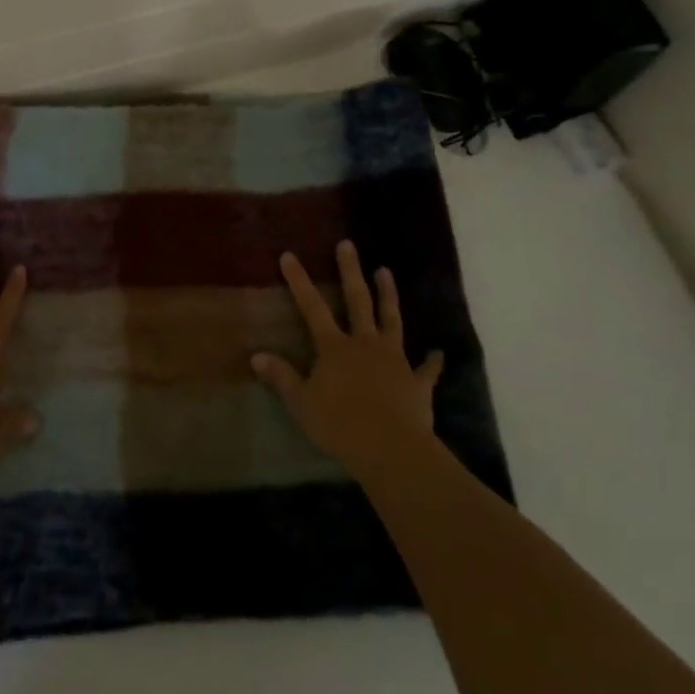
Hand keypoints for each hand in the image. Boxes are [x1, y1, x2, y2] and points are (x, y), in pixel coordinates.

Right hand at [252, 240, 444, 484]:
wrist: (391, 448)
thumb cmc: (340, 424)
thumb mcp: (302, 403)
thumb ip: (282, 377)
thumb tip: (256, 355)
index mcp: (335, 348)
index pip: (312, 308)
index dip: (299, 282)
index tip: (290, 255)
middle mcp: (365, 344)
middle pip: (358, 301)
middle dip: (350, 271)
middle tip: (348, 245)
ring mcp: (394, 360)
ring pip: (391, 320)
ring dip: (389, 296)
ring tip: (386, 271)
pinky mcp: (417, 382)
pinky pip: (426, 369)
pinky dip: (431, 361)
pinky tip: (437, 352)